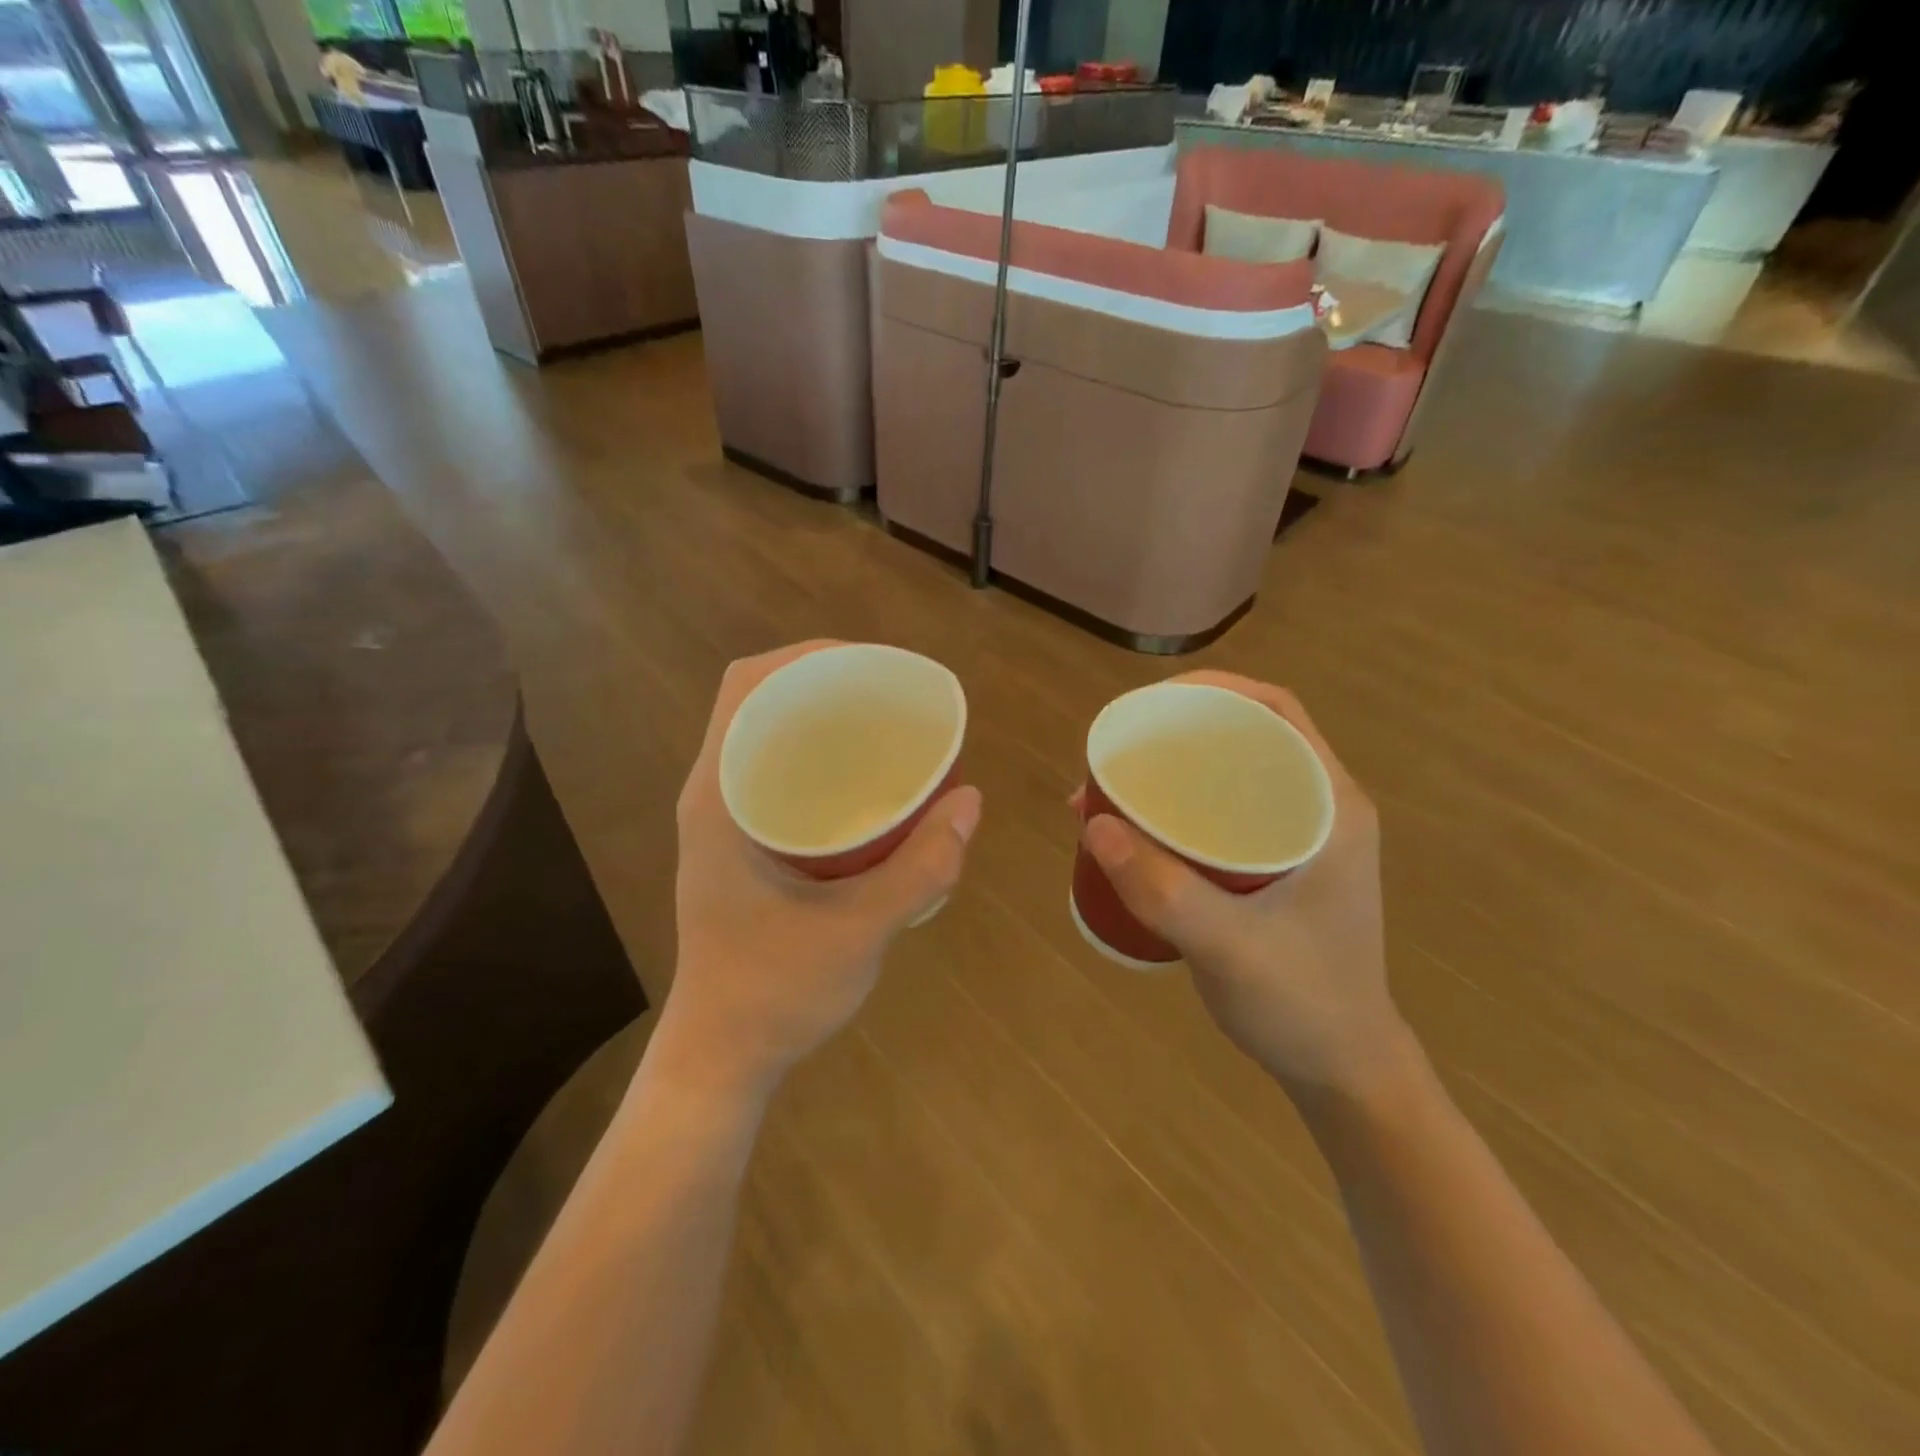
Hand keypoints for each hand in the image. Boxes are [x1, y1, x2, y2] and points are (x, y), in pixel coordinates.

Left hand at [664, 642, 983, 1096]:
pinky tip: (866, 781)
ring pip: (768, 736)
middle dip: (823, 681)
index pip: (746, 687)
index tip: (870, 665)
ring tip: (885, 724)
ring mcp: (722, 819)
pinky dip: (819, 758)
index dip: (805, 656)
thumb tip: (971, 800)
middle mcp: (713, 794)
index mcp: (720, 797)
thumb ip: (921, 868)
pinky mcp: (739, 843)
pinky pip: (776, 772)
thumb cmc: (775, 992)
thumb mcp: (859, 929)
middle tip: (890, 695)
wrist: (722, 1055)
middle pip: (760, 700)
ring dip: (821, 718)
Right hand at [1078, 671, 1408, 1098]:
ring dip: (1174, 770)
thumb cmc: (1302, 1004)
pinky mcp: (1275, 865)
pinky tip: (1135, 831)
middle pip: (1246, 736)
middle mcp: (1318, 808)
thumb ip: (1162, 889)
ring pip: (1230, 776)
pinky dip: (1177, 808)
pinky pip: (1222, 813)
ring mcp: (1298, 837)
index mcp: (1330, 806)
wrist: (1343, 1069)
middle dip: (1179, 730)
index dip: (1212, 690)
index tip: (1148, 705)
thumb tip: (1091, 819)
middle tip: (1118, 748)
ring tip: (1112, 786)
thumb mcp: (1229, 947)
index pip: (1275, 712)